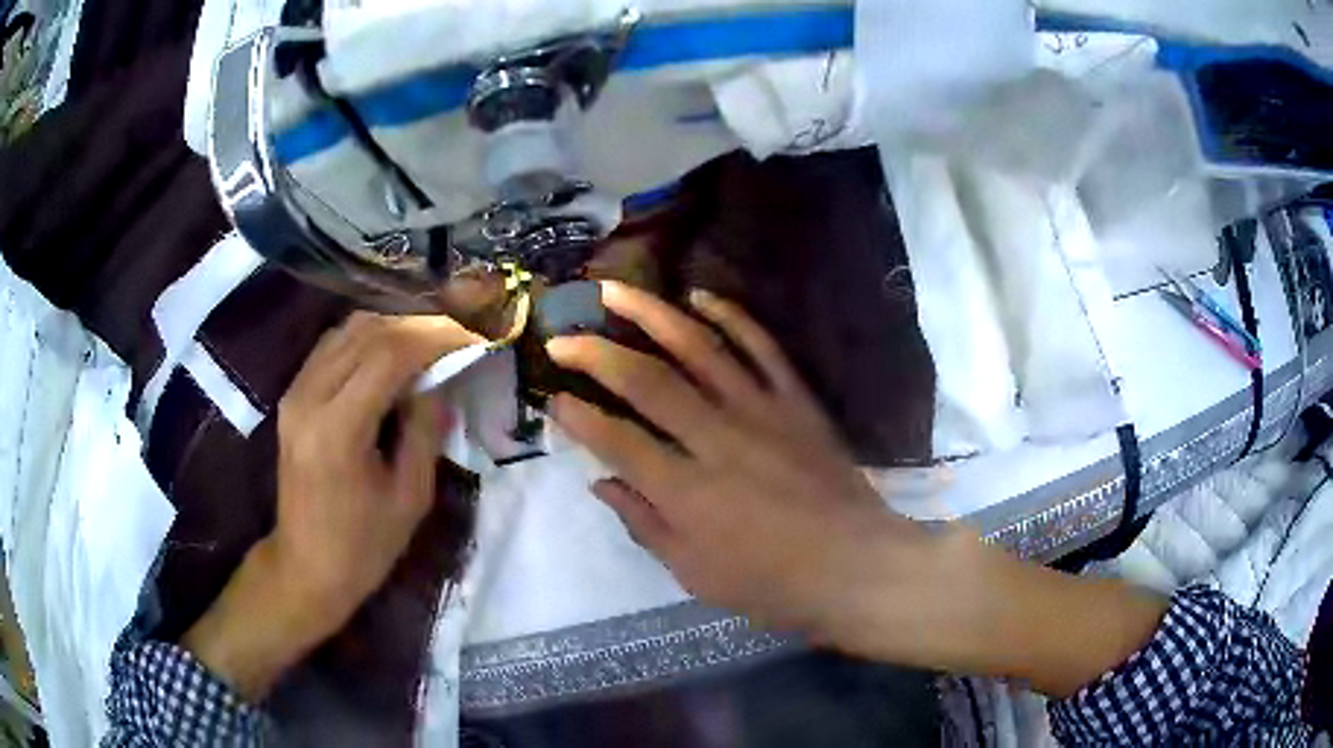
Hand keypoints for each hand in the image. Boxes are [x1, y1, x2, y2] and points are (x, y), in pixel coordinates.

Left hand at [183, 312, 482, 700]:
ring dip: (393, 326)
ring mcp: (294, 393)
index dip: (436, 336)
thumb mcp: (410, 497)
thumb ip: (424, 430)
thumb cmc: (364, 546)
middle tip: (458, 331)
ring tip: (431, 338)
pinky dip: (368, 339)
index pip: (389, 355)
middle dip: (419, 324)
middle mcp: (308, 398)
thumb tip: (440, 379)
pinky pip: (333, 347)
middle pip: (367, 332)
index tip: (473, 333)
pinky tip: (394, 351)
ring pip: (347, 330)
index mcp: (338, 430)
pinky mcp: (292, 396)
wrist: (306, 566)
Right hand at [545, 281, 936, 639]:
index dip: (578, 417)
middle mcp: (717, 440)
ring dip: (653, 314)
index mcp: (686, 492)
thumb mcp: (695, 573)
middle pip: (647, 382)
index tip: (553, 399)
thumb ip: (644, 524)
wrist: (855, 566)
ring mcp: (761, 411)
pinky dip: (731, 316)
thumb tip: (601, 483)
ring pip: (699, 348)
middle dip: (596, 353)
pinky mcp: (796, 401)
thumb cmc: (772, 584)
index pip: (617, 441)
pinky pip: (761, 347)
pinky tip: (700, 297)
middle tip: (562, 335)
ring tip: (615, 290)